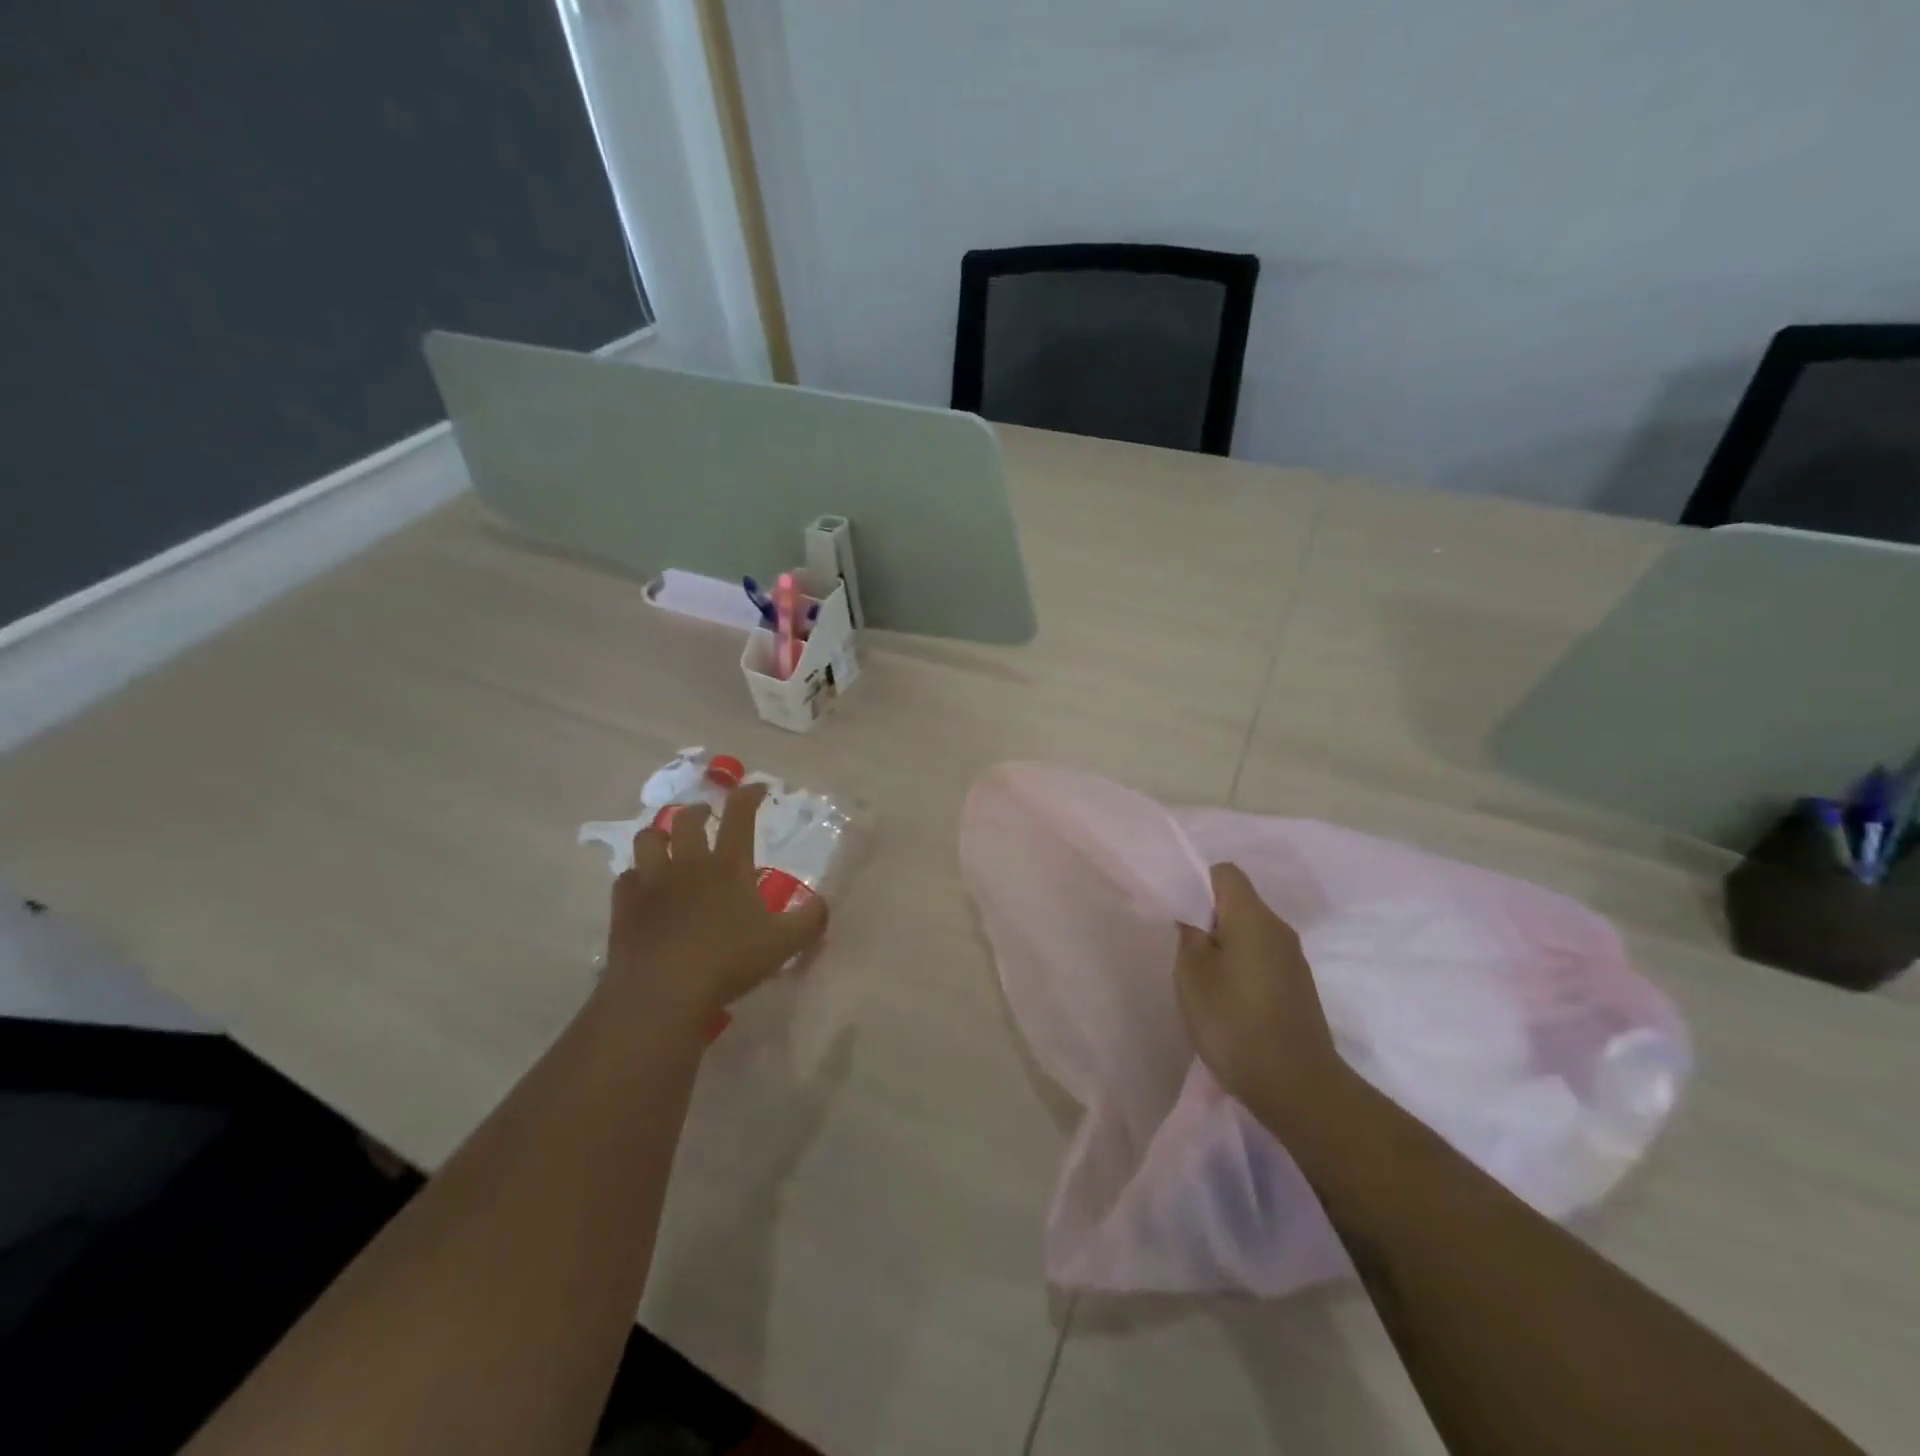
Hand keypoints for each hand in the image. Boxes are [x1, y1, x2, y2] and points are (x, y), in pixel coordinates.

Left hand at [601, 783, 828, 1034]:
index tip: (756, 788)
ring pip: (648, 839)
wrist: (662, 991)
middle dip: (698, 811)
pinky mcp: (625, 906)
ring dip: (659, 834)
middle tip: (705, 815)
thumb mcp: (784, 943)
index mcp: (728, 866)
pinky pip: (626, 878)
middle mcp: (689, 864)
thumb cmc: (728, 962)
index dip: (748, 795)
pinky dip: (636, 876)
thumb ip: (810, 919)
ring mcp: (652, 883)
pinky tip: (642, 886)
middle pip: (687, 820)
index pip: (740, 815)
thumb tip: (824, 902)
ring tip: (666, 841)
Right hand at [1175, 863, 1351, 1141]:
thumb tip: (1195, 920)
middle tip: (1185, 952)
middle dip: (1210, 920)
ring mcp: (1294, 959)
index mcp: (1253, 916)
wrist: (1296, 1086)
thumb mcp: (1192, 975)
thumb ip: (1189, 937)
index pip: (1225, 873)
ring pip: (1251, 934)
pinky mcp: (1299, 987)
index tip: (1181, 914)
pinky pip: (1264, 959)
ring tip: (1205, 981)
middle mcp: (1279, 929)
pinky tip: (1229, 1002)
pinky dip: (1243, 969)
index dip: (1198, 884)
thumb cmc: (1234, 1021)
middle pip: (1239, 903)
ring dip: (1226, 948)